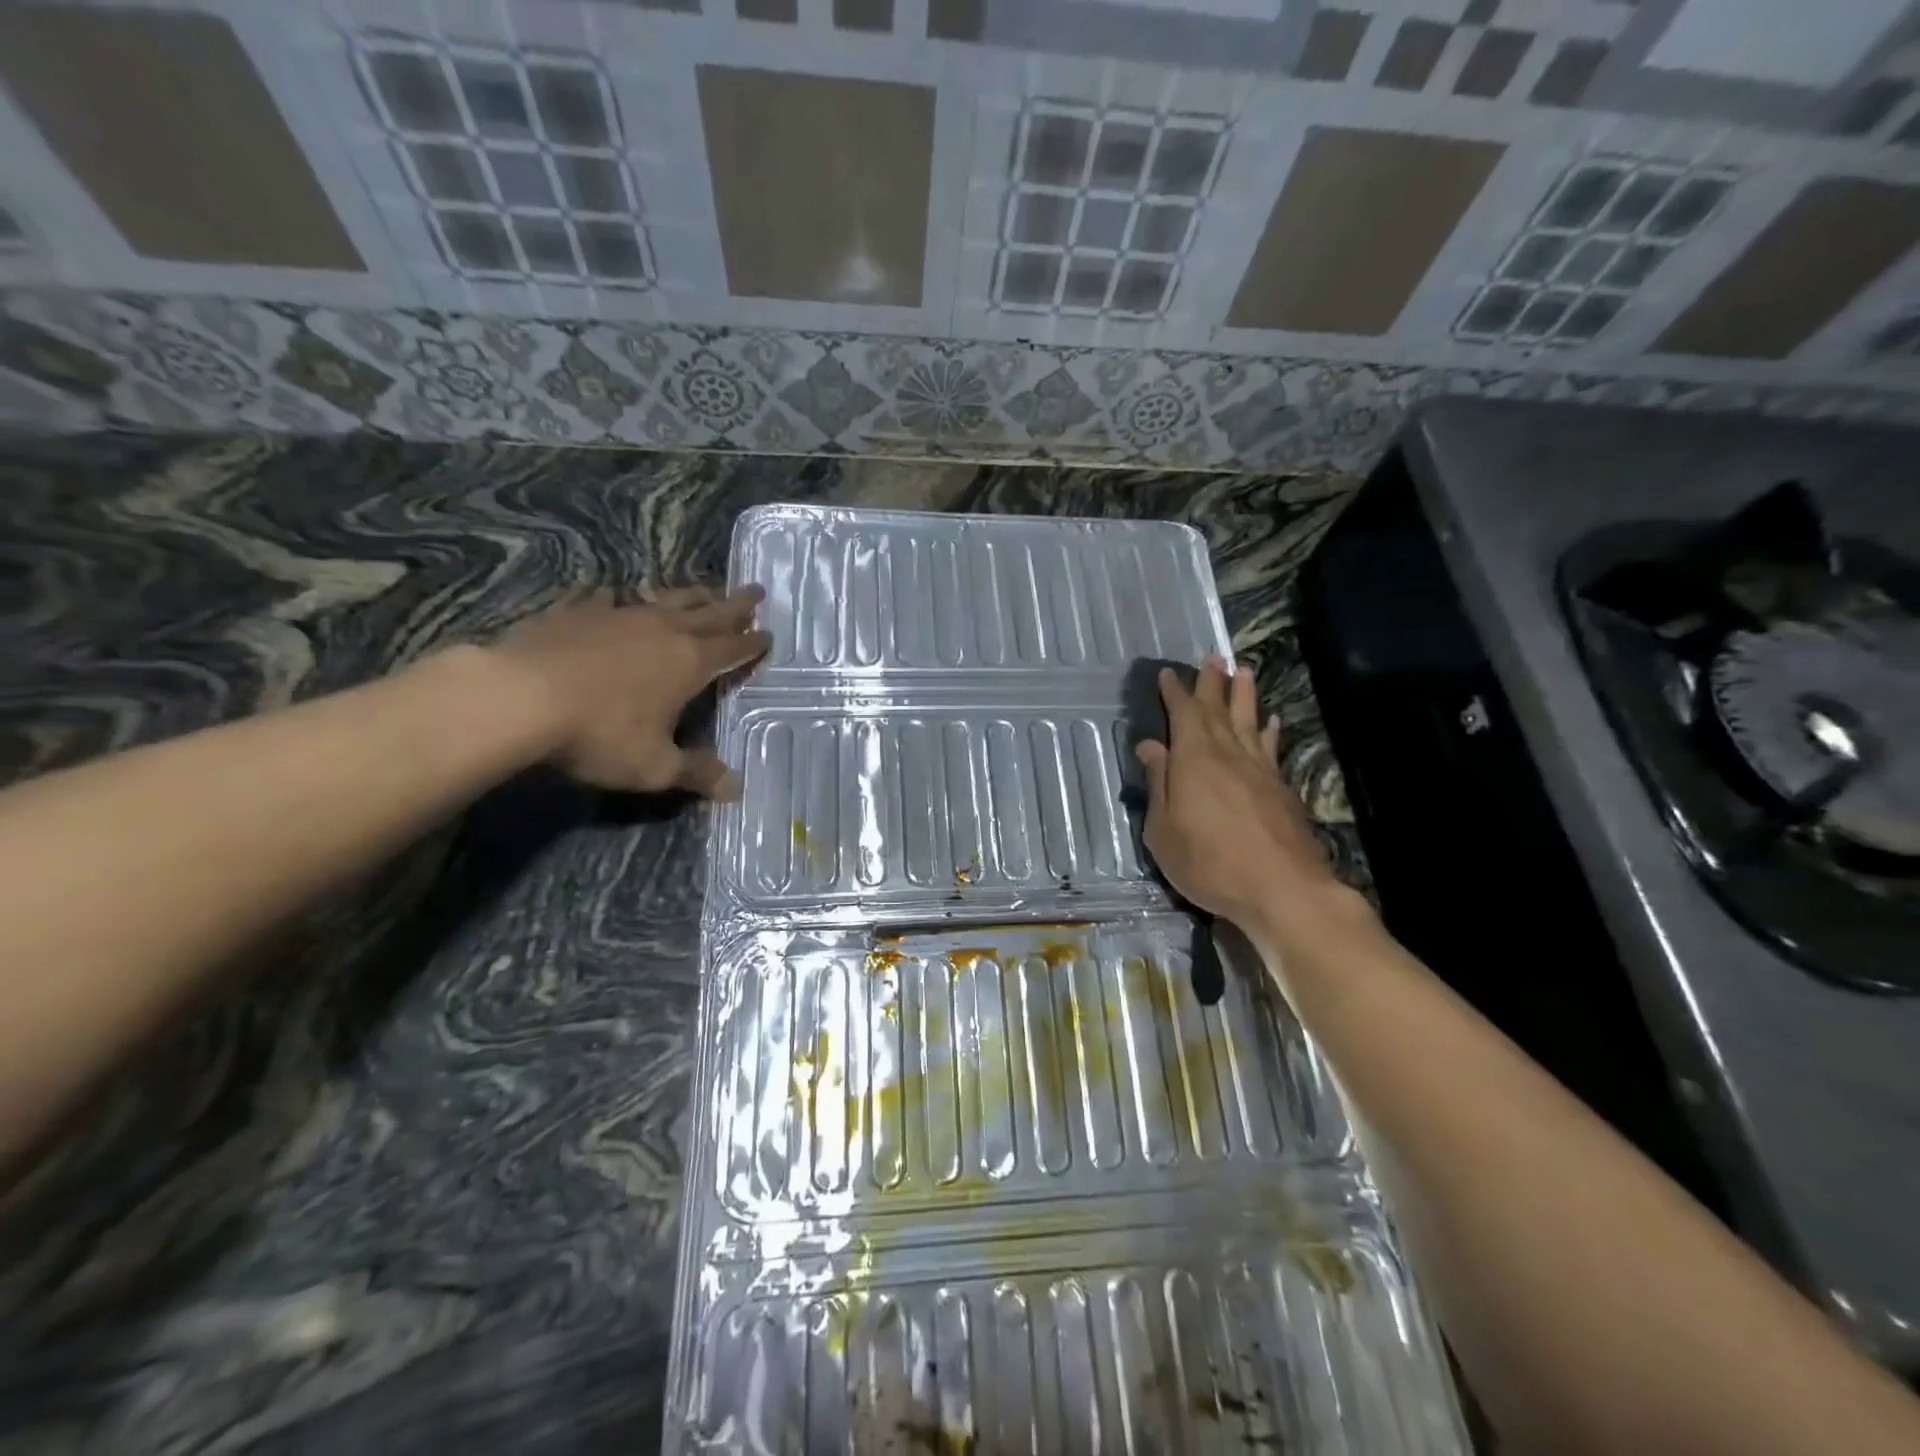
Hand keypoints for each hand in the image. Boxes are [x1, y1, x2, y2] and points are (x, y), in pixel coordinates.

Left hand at [491, 584, 769, 797]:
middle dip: (736, 604)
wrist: (518, 698)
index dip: (753, 644)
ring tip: (703, 587)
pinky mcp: (575, 612)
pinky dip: (614, 595)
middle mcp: (661, 630)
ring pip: (664, 598)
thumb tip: (736, 788)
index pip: (733, 650)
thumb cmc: (599, 734)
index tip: (770, 634)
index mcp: (689, 663)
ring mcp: (617, 615)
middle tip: (756, 590)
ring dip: (688, 594)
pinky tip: (611, 592)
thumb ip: (697, 774)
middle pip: (709, 612)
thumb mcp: (655, 767)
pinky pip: (602, 597)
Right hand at [1134, 654, 1342, 934]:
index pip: (1182, 713)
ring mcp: (1259, 769)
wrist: (1280, 888)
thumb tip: (1150, 746)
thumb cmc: (1207, 861)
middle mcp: (1228, 753)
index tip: (1168, 673)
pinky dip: (1269, 731)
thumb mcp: (1163, 829)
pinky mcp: (1281, 788)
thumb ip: (1158, 784)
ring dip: (1244, 695)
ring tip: (1244, 670)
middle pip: (1218, 709)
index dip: (1175, 692)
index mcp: (1193, 758)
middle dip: (1212, 682)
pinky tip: (1271, 722)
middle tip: (1212, 655)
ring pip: (1249, 721)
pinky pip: (1271, 747)